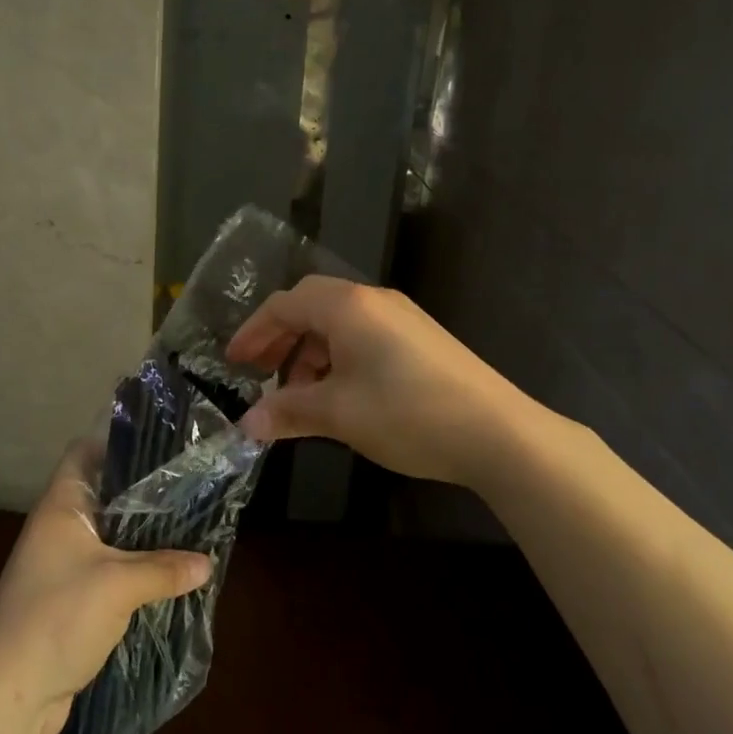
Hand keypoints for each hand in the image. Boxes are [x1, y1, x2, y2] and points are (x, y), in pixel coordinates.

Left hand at [0, 442, 214, 733]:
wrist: (8, 696)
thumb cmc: (57, 618)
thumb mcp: (118, 586)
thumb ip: (164, 569)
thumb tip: (208, 563)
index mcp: (61, 507)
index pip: (84, 452)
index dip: (117, 443)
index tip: (160, 447)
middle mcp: (58, 530)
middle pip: (104, 497)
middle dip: (144, 496)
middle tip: (190, 490)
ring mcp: (62, 568)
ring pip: (110, 540)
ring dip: (143, 541)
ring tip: (190, 532)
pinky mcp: (70, 604)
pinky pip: (109, 576)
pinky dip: (135, 576)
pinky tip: (169, 580)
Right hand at [225, 276, 531, 487]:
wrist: (498, 432)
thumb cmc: (406, 413)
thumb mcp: (338, 414)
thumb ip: (287, 412)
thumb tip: (245, 425)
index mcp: (347, 306)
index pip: (285, 305)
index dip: (254, 332)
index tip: (234, 363)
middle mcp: (373, 301)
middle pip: (311, 306)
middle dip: (281, 339)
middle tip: (261, 375)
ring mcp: (402, 318)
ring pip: (339, 323)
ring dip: (310, 353)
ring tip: (302, 395)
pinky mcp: (421, 339)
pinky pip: (364, 336)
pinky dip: (339, 358)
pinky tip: (341, 395)